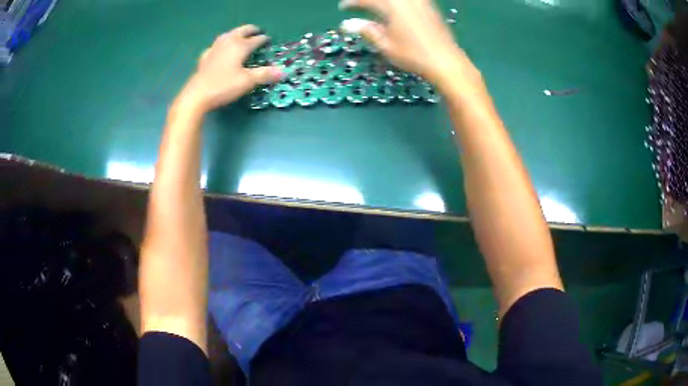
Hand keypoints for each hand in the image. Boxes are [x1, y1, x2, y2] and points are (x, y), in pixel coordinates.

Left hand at [179, 25, 282, 112]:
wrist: (197, 95)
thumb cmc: (224, 86)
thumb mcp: (247, 81)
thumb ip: (265, 74)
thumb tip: (284, 71)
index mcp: (239, 46)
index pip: (255, 39)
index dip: (263, 39)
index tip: (268, 39)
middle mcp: (227, 43)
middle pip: (240, 31)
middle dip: (249, 30)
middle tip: (256, 30)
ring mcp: (214, 49)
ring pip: (227, 35)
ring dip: (235, 33)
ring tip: (238, 35)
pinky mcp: (204, 58)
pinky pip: (215, 46)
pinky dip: (221, 45)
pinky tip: (218, 49)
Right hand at [339, 0, 476, 84]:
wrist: (446, 61)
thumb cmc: (414, 55)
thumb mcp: (386, 46)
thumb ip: (367, 31)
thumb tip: (346, 24)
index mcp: (392, 7)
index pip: (367, 0)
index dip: (353, 3)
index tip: (343, 7)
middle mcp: (406, 0)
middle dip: (368, 0)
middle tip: (359, 5)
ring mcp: (420, 2)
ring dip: (384, 1)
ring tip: (376, 6)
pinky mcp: (429, 6)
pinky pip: (412, 0)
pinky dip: (399, 3)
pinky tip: (398, 6)